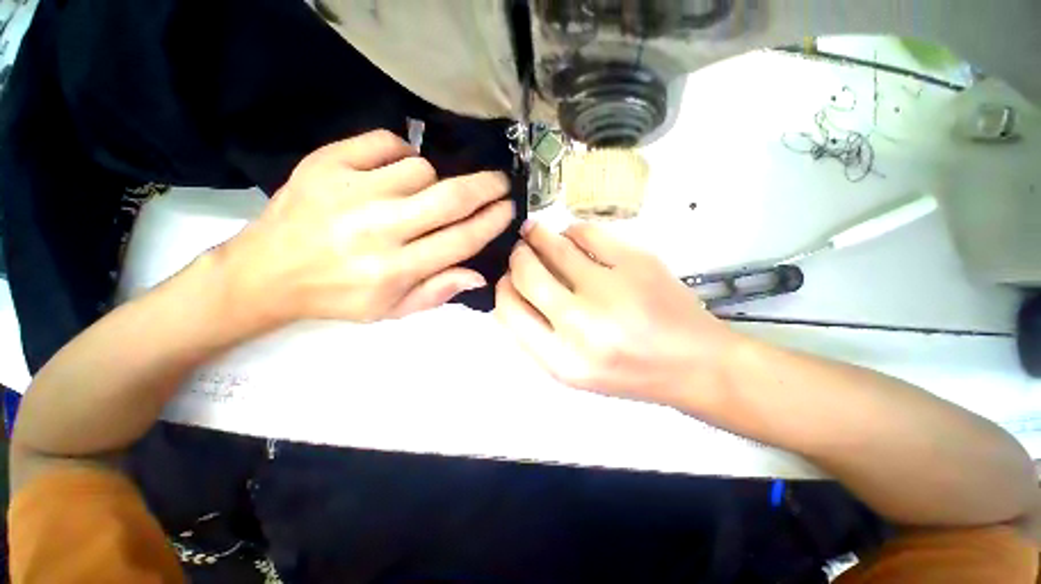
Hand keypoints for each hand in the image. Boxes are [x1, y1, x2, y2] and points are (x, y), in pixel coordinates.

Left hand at [218, 130, 514, 326]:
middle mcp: (378, 230)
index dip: (491, 222)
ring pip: (421, 169)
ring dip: (433, 180)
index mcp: (395, 270)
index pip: (461, 240)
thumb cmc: (338, 296)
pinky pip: (385, 142)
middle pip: (449, 199)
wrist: (266, 272)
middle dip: (486, 187)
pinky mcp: (325, 163)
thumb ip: (438, 291)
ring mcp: (350, 191)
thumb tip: (478, 274)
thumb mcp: (392, 309)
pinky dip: (401, 151)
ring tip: (422, 194)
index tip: (508, 209)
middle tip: (501, 182)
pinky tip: (396, 170)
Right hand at [494, 221, 738, 407]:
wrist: (695, 363)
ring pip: (554, 246)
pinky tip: (572, 238)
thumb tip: (513, 290)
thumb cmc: (629, 371)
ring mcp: (611, 289)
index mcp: (562, 360)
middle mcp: (582, 325)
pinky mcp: (636, 262)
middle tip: (520, 251)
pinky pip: (587, 233)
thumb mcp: (573, 370)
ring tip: (536, 234)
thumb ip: (537, 335)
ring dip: (538, 236)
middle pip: (526, 273)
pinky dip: (572, 232)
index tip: (507, 277)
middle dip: (517, 256)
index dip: (503, 287)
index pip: (509, 310)